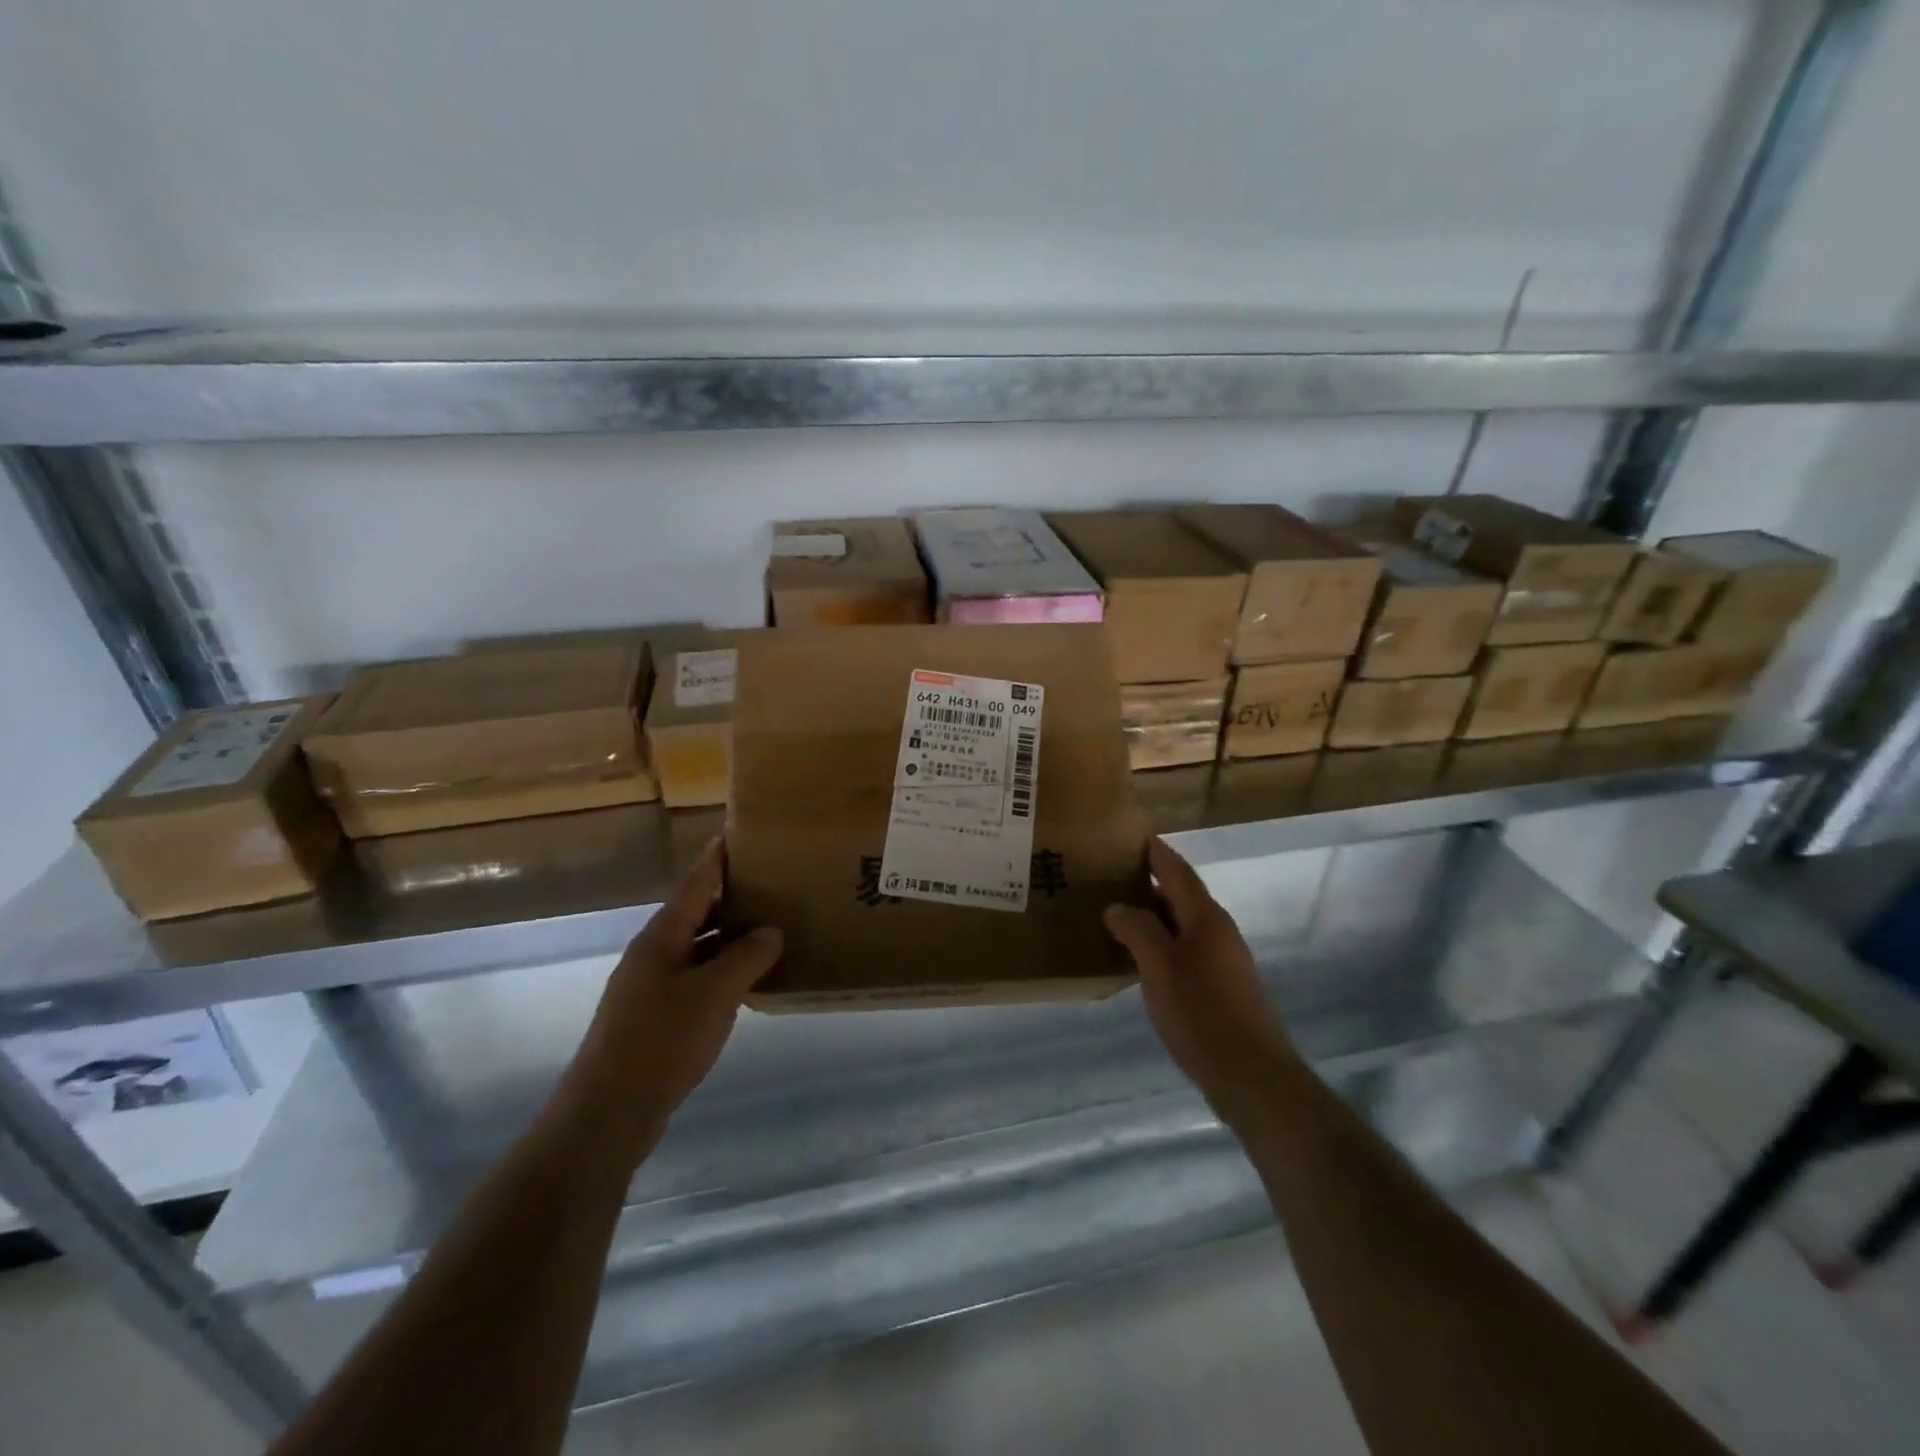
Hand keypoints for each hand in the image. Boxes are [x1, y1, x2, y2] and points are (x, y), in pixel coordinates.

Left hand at [565, 839, 782, 1142]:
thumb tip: (772, 931)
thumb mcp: (714, 993)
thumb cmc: (661, 1041)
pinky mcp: (655, 1017)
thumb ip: (747, 956)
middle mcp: (653, 954)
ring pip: (697, 948)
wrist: (609, 1112)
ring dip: (729, 937)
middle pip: (695, 913)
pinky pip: (696, 979)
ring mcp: (651, 987)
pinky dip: (722, 971)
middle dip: (729, 897)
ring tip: (769, 927)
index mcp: (661, 937)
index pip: (695, 884)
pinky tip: (748, 980)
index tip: (738, 834)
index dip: (716, 859)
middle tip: (770, 882)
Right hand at [1104, 838, 1298, 1115]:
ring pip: (1182, 926)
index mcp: (1206, 918)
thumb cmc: (1202, 1013)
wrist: (1251, 1076)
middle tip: (1110, 876)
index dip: (1156, 852)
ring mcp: (1223, 962)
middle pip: (1181, 896)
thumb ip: (1137, 929)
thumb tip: (1117, 906)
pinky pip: (1185, 952)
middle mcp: (1218, 932)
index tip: (1132, 835)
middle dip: (1149, 883)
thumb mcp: (1160, 966)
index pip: (1177, 870)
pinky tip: (1139, 961)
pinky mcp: (1221, 989)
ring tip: (1117, 915)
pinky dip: (1161, 945)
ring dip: (1153, 916)